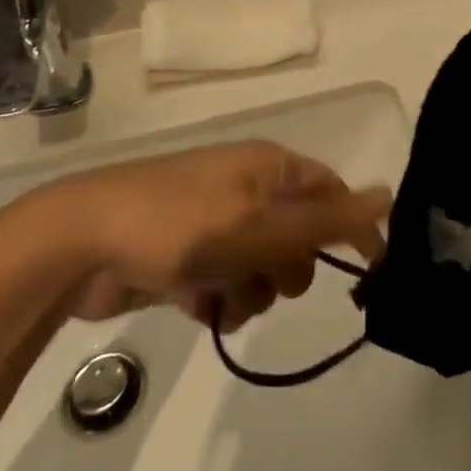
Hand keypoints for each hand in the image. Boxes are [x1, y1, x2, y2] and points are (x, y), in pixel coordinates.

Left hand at [31, 143, 389, 332]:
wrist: (81, 244)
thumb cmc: (180, 224)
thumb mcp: (260, 223)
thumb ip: (325, 218)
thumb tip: (388, 195)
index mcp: (268, 167)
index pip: (330, 192)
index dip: (351, 228)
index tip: (368, 273)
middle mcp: (246, 189)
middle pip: (298, 237)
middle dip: (289, 268)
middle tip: (267, 276)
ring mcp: (215, 223)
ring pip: (263, 269)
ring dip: (252, 291)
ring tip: (220, 295)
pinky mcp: (187, 258)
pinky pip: (227, 286)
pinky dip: (219, 300)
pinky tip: (197, 304)